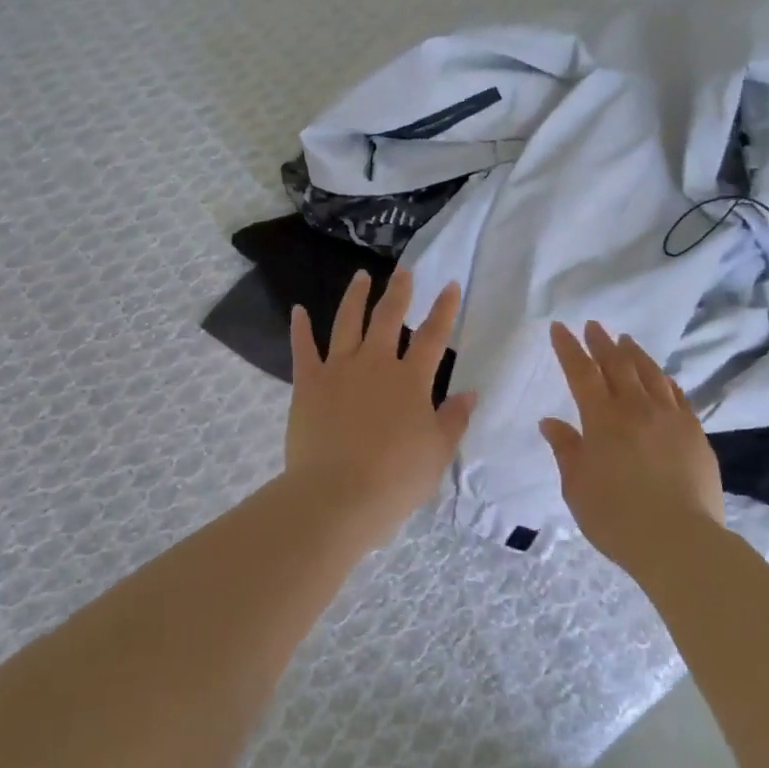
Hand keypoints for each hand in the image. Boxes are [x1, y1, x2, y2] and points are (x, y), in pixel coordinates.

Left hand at [285, 269, 474, 551]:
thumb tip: (469, 393)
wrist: (337, 496)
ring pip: (347, 322)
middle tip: (404, 271)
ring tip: (361, 276)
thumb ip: (454, 419)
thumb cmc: (395, 478)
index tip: (450, 285)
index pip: (433, 336)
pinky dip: (300, 329)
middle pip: (388, 318)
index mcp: (410, 380)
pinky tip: (298, 310)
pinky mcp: (307, 384)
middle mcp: (375, 363)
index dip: (444, 309)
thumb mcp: (437, 453)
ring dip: (355, 297)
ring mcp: (338, 370)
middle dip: (399, 291)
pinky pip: (303, 349)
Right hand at [540, 321, 724, 569]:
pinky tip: (662, 377)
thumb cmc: (616, 517)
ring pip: (650, 374)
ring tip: (626, 341)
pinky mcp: (695, 432)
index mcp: (602, 419)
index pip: (582, 373)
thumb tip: (551, 422)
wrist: (679, 541)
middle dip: (602, 343)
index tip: (560, 328)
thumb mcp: (577, 487)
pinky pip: (677, 395)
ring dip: (634, 354)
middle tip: (594, 326)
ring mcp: (670, 417)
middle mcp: (636, 408)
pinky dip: (664, 380)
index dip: (569, 349)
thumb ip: (566, 450)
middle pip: (617, 365)